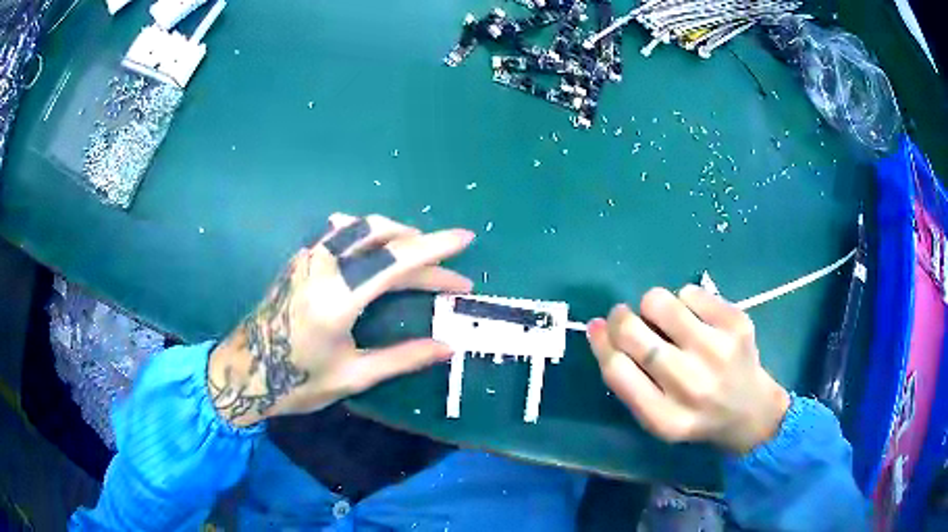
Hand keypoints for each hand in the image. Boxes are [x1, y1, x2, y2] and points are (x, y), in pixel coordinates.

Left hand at [208, 213, 474, 426]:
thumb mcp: (352, 376)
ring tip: (418, 256)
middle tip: (448, 275)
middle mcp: (322, 266)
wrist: (245, 371)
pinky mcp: (299, 258)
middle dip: (422, 249)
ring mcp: (307, 257)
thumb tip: (448, 348)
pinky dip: (367, 232)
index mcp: (337, 299)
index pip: (396, 261)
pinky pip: (339, 230)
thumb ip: (402, 358)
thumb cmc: (296, 381)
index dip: (436, 248)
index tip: (466, 238)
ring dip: (396, 235)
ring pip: (360, 225)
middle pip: (383, 237)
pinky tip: (373, 246)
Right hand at [587, 286, 789, 453]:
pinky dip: (684, 301)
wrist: (751, 411)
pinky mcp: (737, 323)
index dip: (601, 343)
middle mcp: (691, 385)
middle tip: (626, 318)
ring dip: (652, 306)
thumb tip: (598, 327)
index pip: (616, 371)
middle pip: (633, 333)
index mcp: (665, 418)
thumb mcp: (657, 418)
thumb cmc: (696, 416)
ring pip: (659, 302)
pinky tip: (696, 321)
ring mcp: (717, 350)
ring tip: (667, 322)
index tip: (598, 328)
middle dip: (620, 318)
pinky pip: (690, 292)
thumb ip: (628, 380)